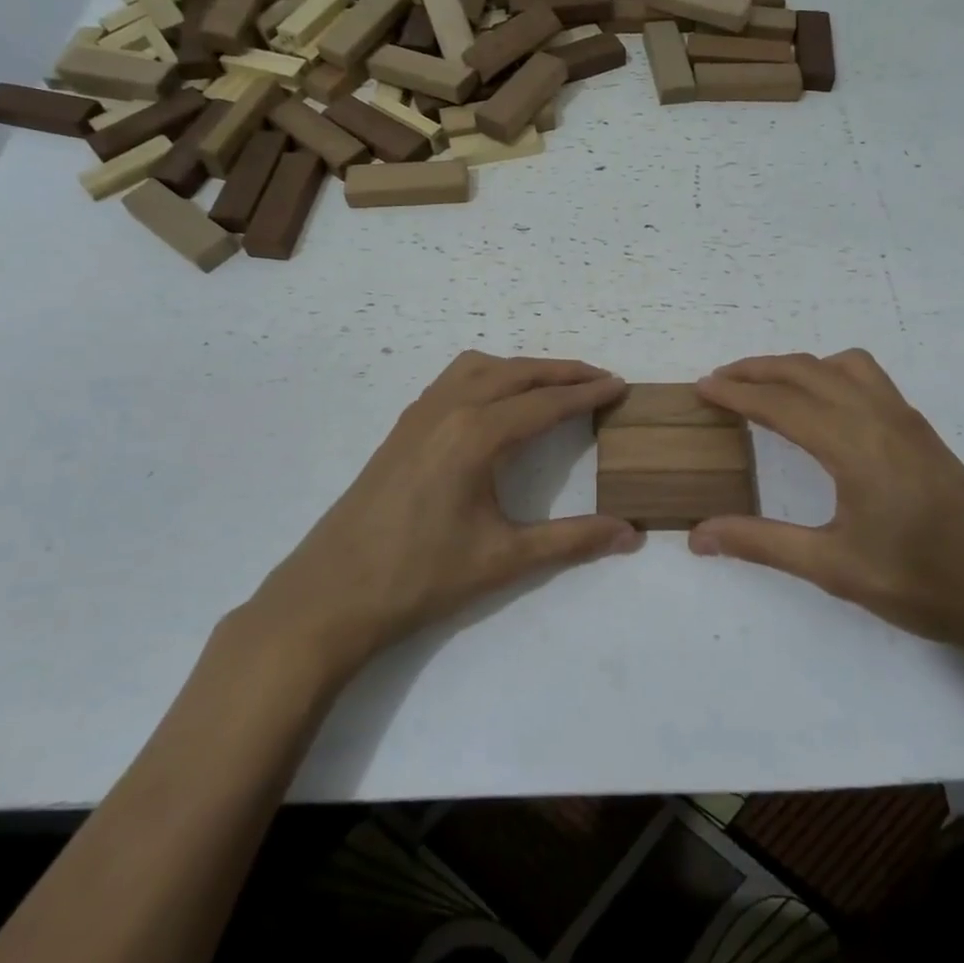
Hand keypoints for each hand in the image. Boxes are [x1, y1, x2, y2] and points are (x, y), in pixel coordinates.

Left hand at [248, 352, 641, 676]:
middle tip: (600, 379)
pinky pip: (454, 378)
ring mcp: (420, 413)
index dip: (587, 394)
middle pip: (516, 373)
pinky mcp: (403, 426)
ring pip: (482, 367)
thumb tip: (631, 534)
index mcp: (476, 434)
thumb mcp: (504, 558)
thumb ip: (572, 540)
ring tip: (554, 384)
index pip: (545, 403)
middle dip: (562, 372)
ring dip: (523, 368)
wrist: (332, 594)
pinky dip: (489, 374)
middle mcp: (449, 409)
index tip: (620, 386)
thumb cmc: (421, 577)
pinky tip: (496, 401)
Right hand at [689, 351, 963, 657]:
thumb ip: (761, 543)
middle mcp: (878, 416)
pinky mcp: (921, 430)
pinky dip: (830, 374)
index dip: (736, 393)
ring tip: (768, 386)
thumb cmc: (919, 582)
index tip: (700, 387)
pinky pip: (868, 378)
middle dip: (758, 369)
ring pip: (842, 365)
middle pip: (807, 371)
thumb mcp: (831, 567)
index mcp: (853, 444)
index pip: (781, 403)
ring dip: (798, 366)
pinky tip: (824, 408)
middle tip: (720, 381)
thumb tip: (697, 535)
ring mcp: (905, 419)